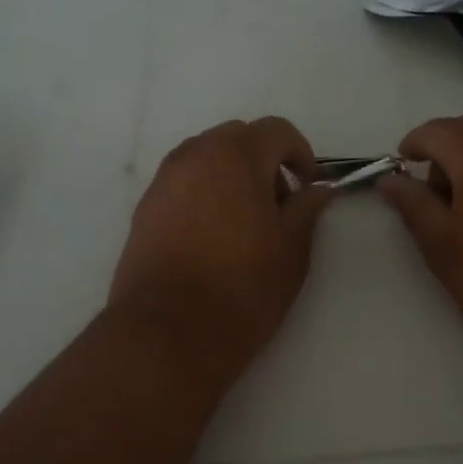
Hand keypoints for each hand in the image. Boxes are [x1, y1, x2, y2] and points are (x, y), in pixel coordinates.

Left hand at [110, 118, 333, 374]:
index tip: (309, 188)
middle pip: (237, 138)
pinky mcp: (144, 208)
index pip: (276, 130)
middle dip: (264, 161)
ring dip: (231, 175)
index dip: (301, 154)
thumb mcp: (291, 250)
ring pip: (206, 159)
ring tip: (244, 222)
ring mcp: (163, 181)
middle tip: (278, 205)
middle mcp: (194, 156)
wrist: (167, 333)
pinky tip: (212, 236)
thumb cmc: (241, 289)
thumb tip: (318, 188)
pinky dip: (204, 193)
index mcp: (235, 156)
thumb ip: (307, 209)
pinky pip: (182, 183)